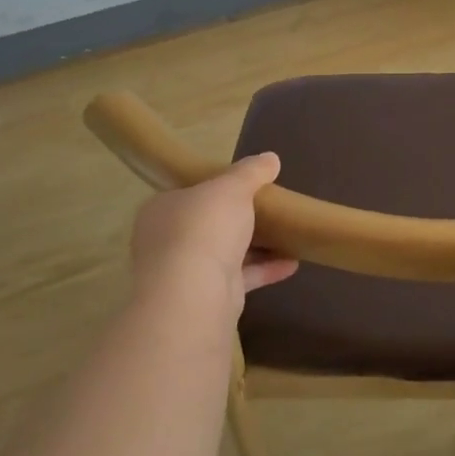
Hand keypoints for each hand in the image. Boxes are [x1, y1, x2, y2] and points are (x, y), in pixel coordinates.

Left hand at [129, 154, 297, 324]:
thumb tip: (270, 158)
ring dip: (256, 245)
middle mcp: (168, 241)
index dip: (215, 187)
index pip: (189, 193)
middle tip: (268, 208)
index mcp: (162, 209)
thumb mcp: (232, 187)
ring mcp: (186, 272)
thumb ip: (251, 172)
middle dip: (238, 218)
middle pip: (208, 224)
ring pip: (225, 252)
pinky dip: (265, 269)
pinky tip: (292, 263)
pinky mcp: (208, 297)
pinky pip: (240, 277)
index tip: (243, 184)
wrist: (194, 294)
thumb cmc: (204, 227)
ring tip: (287, 234)